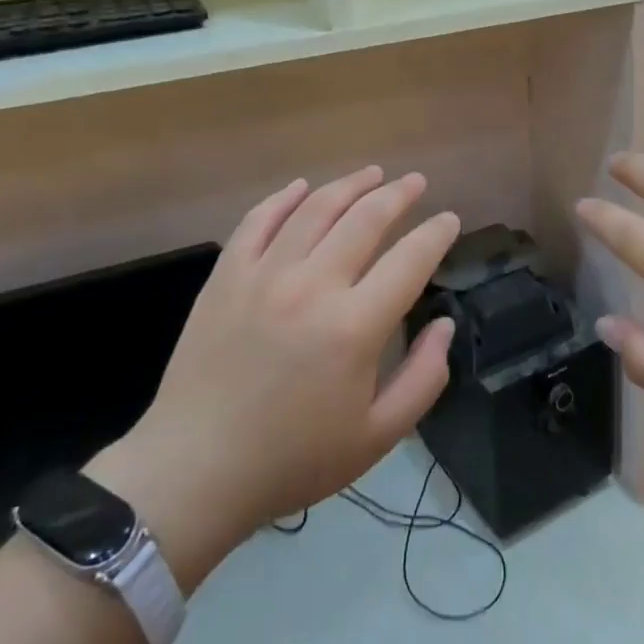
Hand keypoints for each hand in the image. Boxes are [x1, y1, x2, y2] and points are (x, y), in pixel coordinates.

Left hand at [88, 167, 459, 591]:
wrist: (194, 470)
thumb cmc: (293, 459)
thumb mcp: (377, 436)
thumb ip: (424, 377)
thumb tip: (444, 324)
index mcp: (355, 327)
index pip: (410, 259)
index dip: (436, 234)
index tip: (449, 220)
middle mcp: (313, 286)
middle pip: (365, 219)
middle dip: (398, 194)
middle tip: (416, 182)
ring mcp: (264, 274)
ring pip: (315, 208)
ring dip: (350, 184)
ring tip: (373, 173)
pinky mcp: (226, 275)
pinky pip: (258, 220)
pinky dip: (284, 197)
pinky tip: (302, 187)